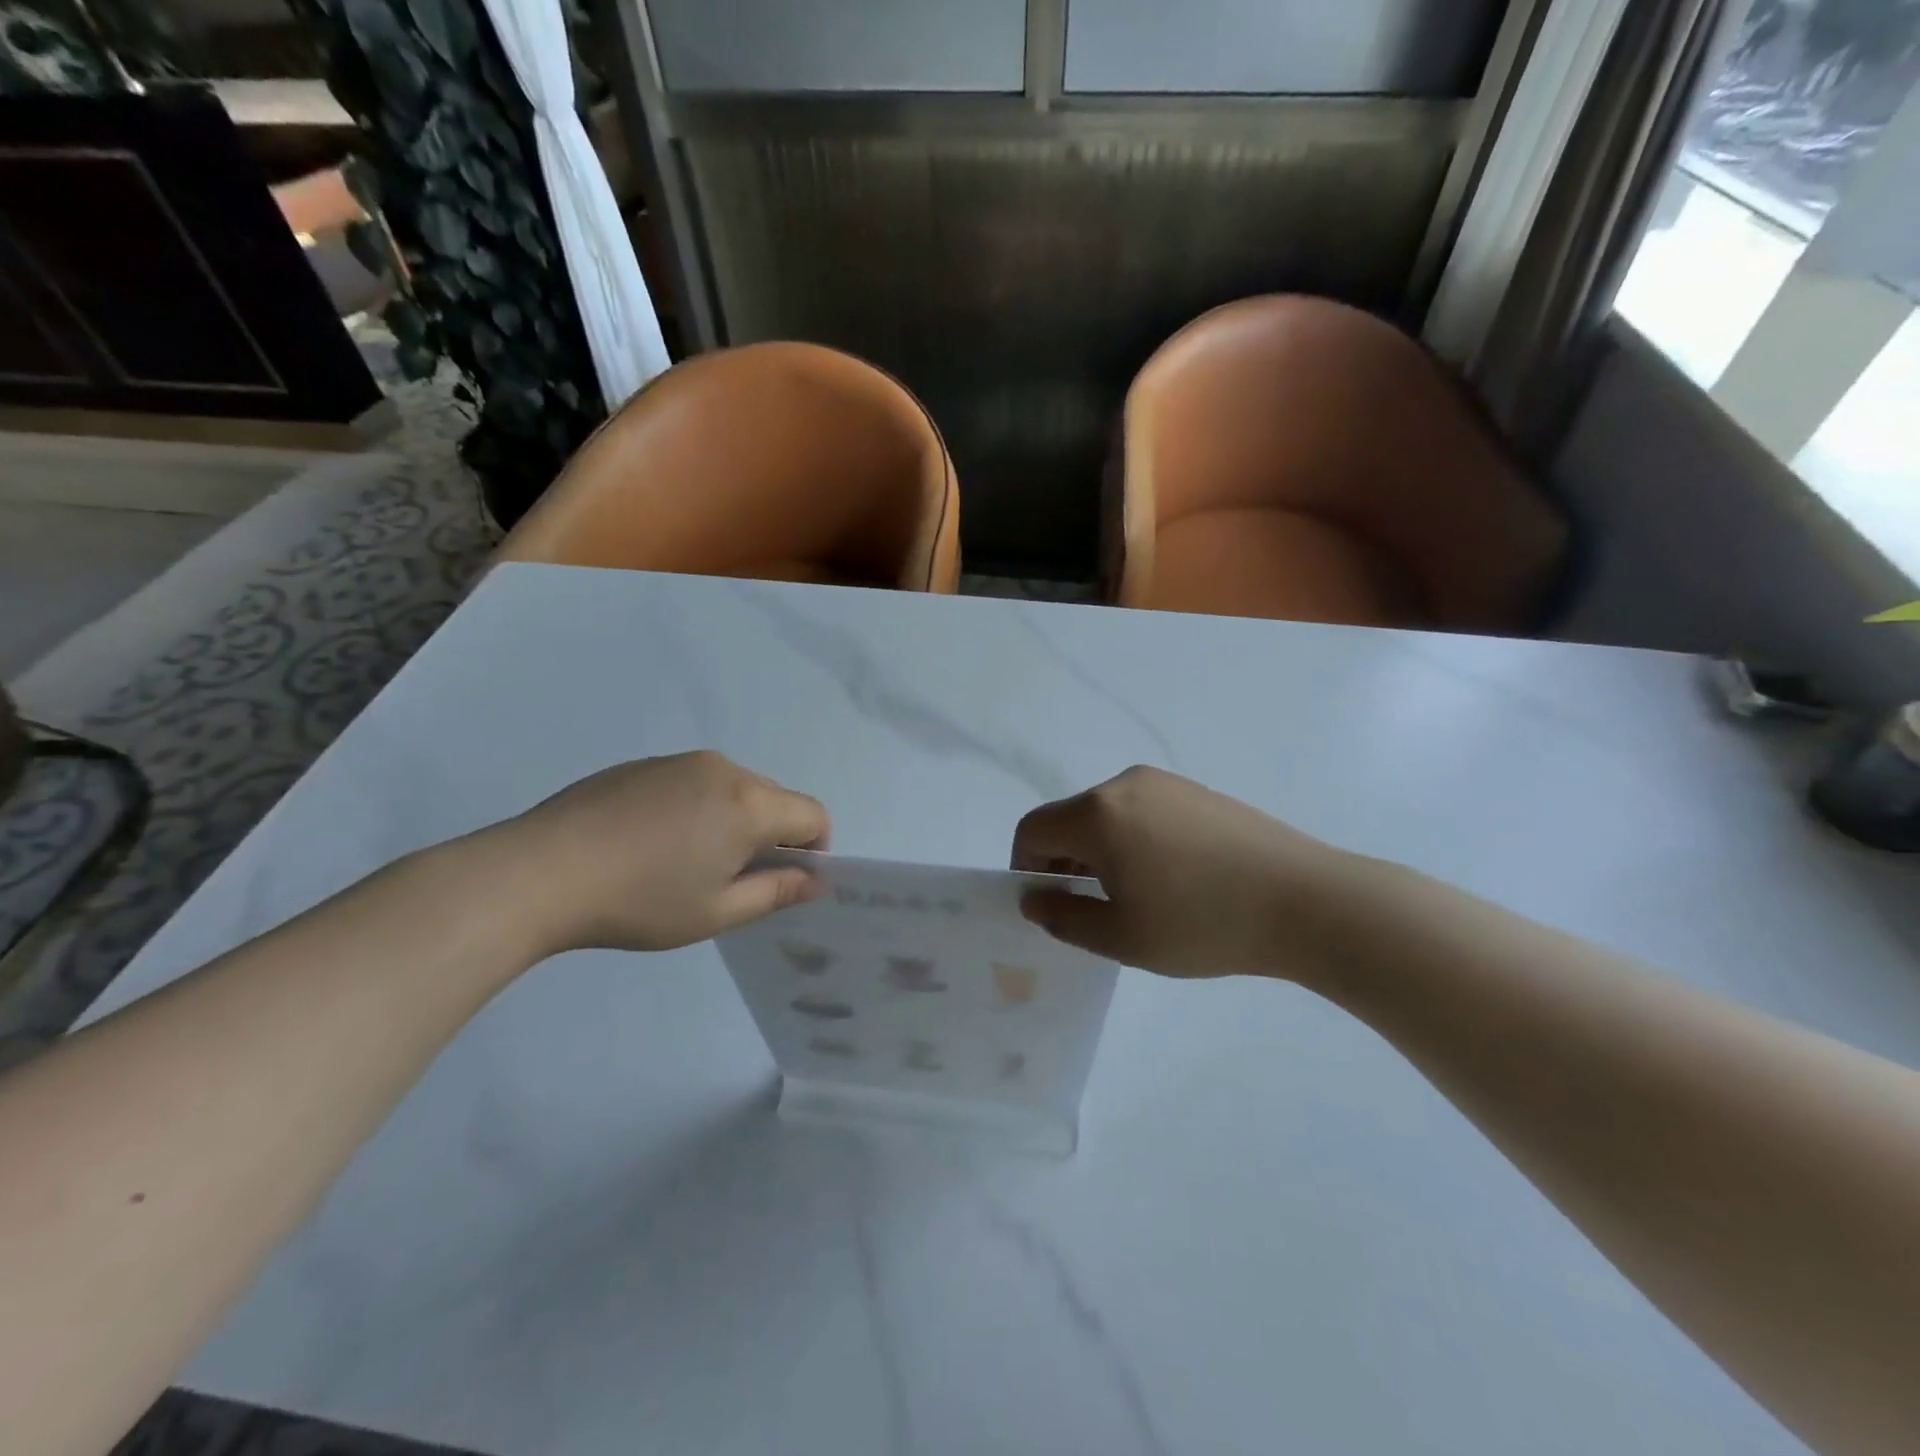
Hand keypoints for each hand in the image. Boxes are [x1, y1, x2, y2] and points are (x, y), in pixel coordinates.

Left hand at [475, 752, 829, 956]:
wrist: (540, 872)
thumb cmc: (641, 900)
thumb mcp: (717, 911)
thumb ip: (776, 892)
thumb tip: (815, 880)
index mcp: (749, 803)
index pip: (812, 814)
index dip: (814, 849)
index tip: (785, 880)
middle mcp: (723, 769)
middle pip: (773, 797)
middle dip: (771, 835)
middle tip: (731, 878)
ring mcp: (680, 761)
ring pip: (733, 788)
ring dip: (732, 820)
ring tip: (685, 861)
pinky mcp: (643, 764)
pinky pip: (693, 782)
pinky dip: (695, 808)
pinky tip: (651, 843)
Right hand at [1011, 766, 1375, 981]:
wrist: (1307, 901)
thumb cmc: (1203, 924)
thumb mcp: (1122, 938)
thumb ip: (1064, 918)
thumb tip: (1035, 899)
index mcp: (1097, 814)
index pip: (1033, 829)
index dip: (1026, 867)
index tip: (1048, 904)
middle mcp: (1125, 784)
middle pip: (1070, 819)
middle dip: (1064, 862)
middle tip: (1091, 909)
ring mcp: (1166, 783)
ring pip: (1107, 815)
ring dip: (1100, 852)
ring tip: (1137, 897)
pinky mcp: (1198, 791)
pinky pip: (1144, 811)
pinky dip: (1134, 840)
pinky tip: (1173, 879)